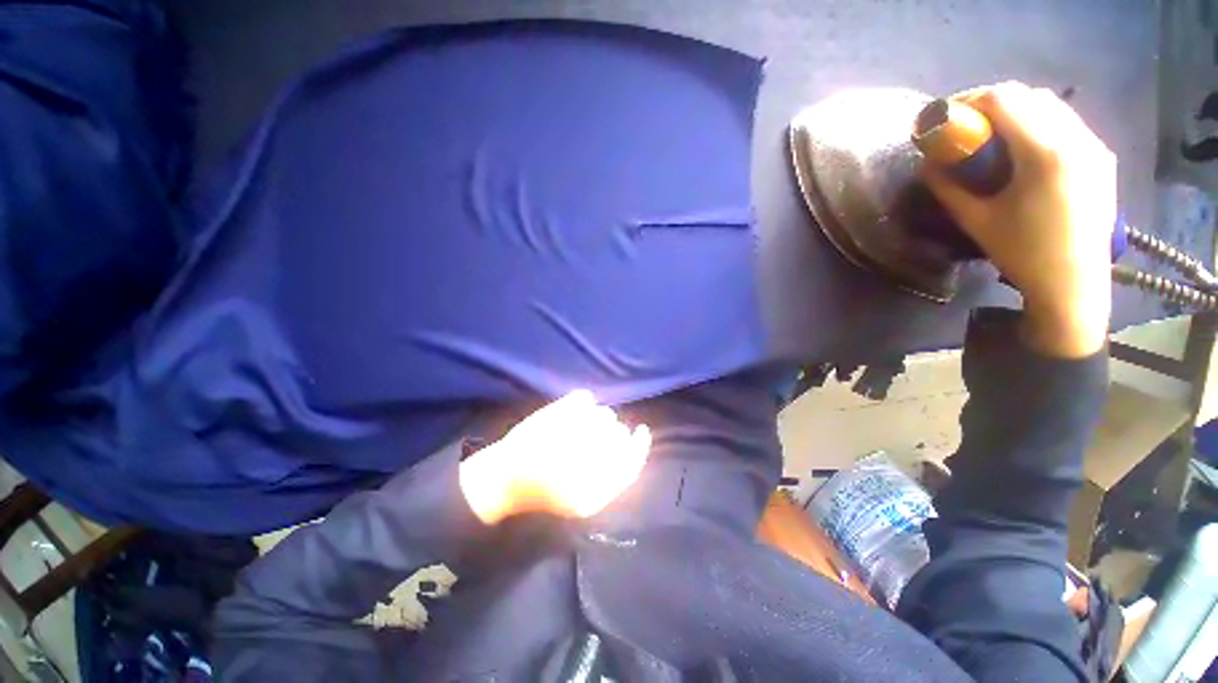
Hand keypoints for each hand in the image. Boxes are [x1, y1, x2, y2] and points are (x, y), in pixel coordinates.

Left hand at [459, 390, 650, 524]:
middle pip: (618, 436)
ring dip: (598, 417)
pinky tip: (575, 410)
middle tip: (599, 434)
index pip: (630, 462)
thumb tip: (634, 440)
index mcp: (592, 491)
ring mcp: (569, 435)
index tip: (641, 430)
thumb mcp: (584, 500)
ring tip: (580, 425)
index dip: (640, 445)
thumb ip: (614, 477)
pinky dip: (583, 402)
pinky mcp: (553, 415)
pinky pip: (583, 399)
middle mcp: (584, 461)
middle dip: (615, 433)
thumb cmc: (545, 491)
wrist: (504, 480)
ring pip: (604, 415)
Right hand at [921, 82, 1114, 357]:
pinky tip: (1024, 146)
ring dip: (1017, 110)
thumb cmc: (1022, 253)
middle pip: (1029, 96)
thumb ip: (948, 187)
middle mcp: (1076, 138)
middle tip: (965, 126)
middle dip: (991, 103)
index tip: (945, 116)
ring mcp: (1094, 146)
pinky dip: (1039, 122)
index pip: (1004, 100)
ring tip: (993, 134)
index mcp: (1045, 153)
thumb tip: (927, 165)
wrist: (1073, 283)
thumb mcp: (975, 220)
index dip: (969, 100)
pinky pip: (1066, 123)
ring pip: (1051, 105)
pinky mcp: (1101, 157)